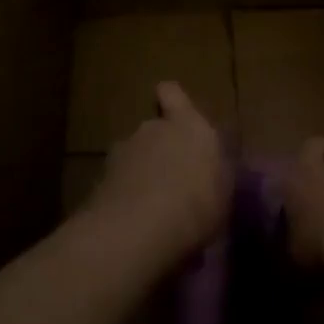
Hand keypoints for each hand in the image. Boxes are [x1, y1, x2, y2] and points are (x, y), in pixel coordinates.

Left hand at [85, 83, 231, 257]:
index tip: (175, 115)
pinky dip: (124, 197)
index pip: (172, 93)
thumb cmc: (198, 204)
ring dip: (141, 174)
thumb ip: (216, 172)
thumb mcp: (224, 191)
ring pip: (134, 157)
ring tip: (154, 208)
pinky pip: (117, 184)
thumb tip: (211, 170)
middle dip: (160, 149)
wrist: (139, 230)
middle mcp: (152, 129)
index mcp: (189, 125)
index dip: (171, 101)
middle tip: (174, 180)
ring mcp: (121, 153)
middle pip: (154, 131)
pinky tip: (135, 225)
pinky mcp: (99, 180)